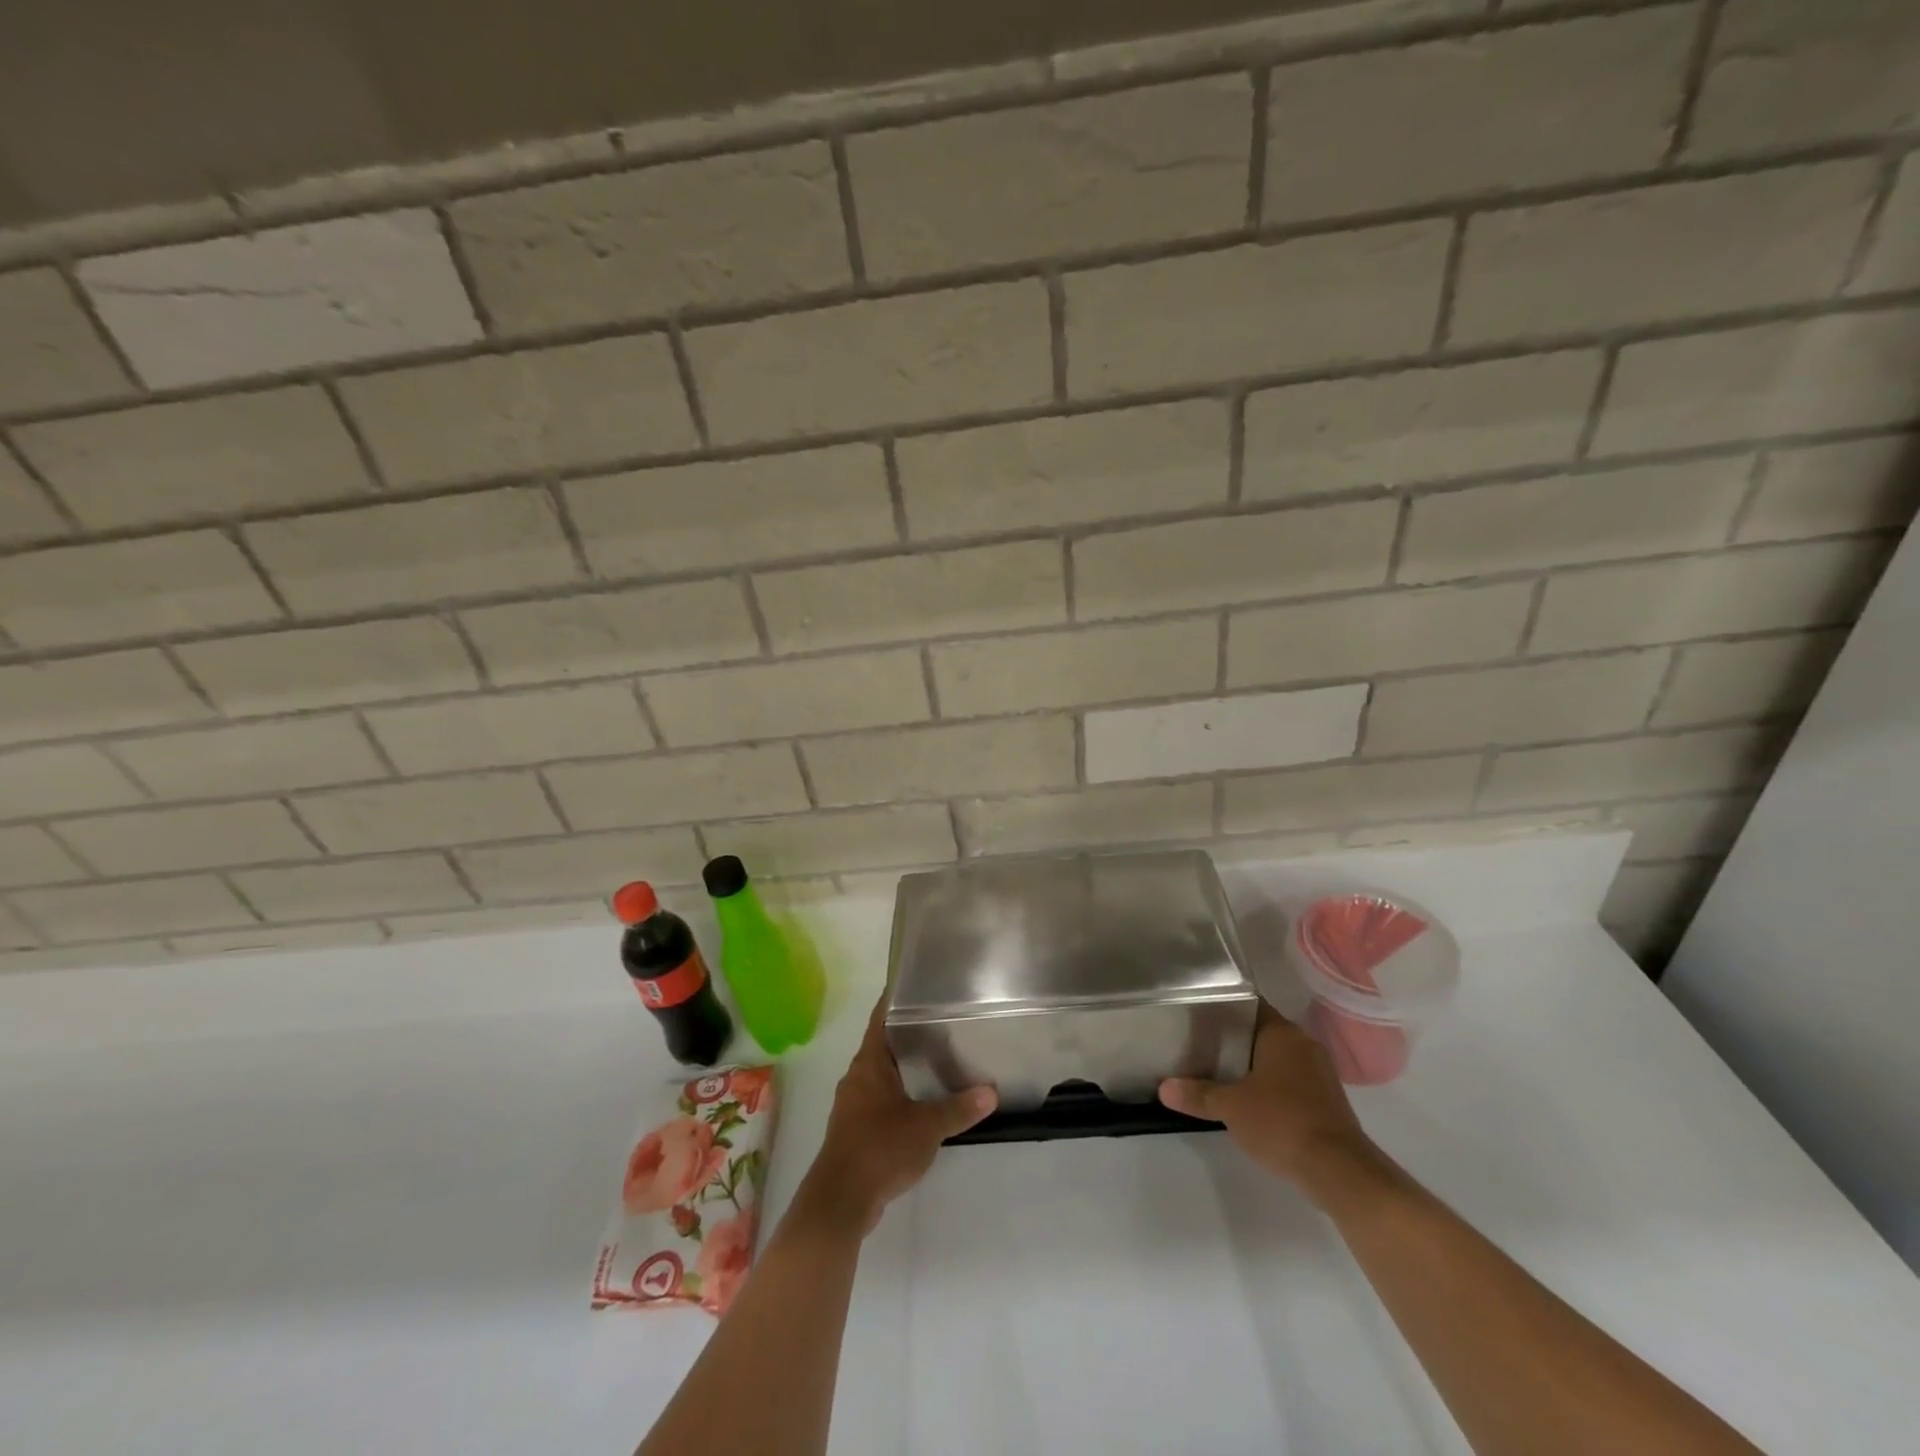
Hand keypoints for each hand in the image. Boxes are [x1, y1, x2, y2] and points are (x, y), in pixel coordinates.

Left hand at [798, 992, 997, 1235]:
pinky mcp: (853, 1129)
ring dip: (903, 1067)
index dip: (895, 1000)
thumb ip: (959, 1108)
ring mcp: (852, 1104)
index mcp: (869, 1063)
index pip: (880, 1018)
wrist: (841, 1200)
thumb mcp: (927, 1127)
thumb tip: (991, 1092)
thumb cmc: (881, 1148)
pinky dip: (898, 1094)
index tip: (916, 985)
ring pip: (880, 1074)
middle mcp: (856, 1077)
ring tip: (936, 1061)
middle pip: (882, 1045)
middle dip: (907, 1035)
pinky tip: (920, 1103)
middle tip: (941, 1023)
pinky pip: (878, 1100)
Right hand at [1160, 1001, 1393, 1209]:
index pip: (1248, 1004)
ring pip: (1276, 1058)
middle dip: (1233, 1038)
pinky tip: (1248, 1099)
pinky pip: (1290, 1081)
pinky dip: (1270, 1086)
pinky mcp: (1326, 1100)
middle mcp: (1304, 1045)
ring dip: (1252, 1064)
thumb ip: (1198, 1094)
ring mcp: (1319, 1073)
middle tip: (1199, 1042)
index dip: (1222, 1006)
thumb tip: (1163, 1088)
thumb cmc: (1282, 1123)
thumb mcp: (1231, 1108)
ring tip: (1217, 1070)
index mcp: (1283, 1033)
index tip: (1196, 1012)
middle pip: (1261, 1031)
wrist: (1340, 1172)